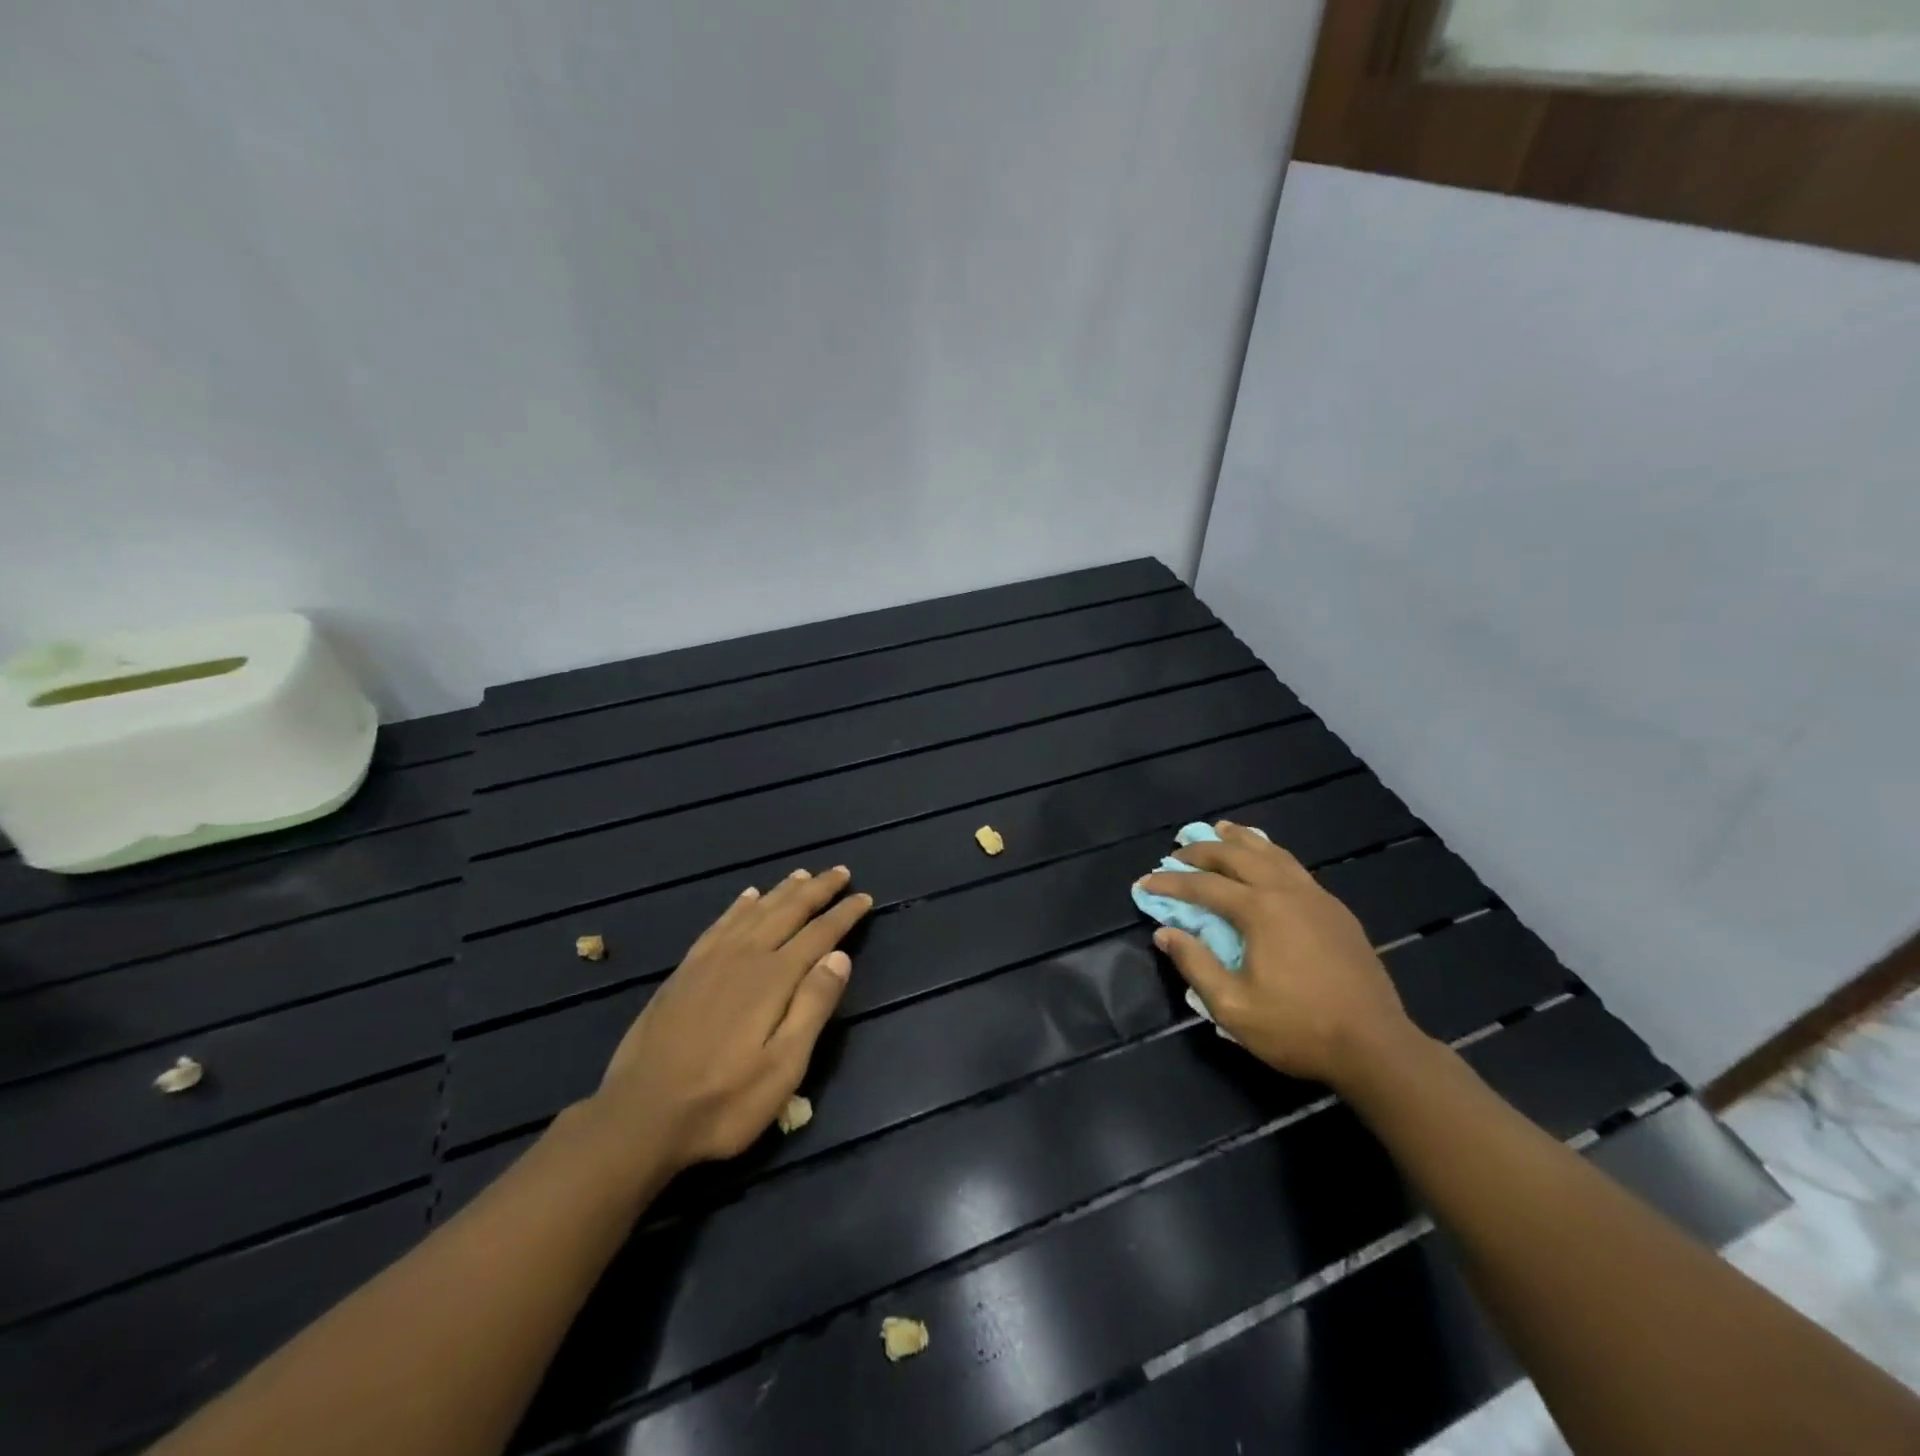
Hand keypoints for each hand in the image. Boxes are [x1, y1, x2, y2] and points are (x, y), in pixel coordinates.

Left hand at [593, 866, 871, 1171]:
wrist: (640, 1116)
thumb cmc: (723, 1101)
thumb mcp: (783, 1067)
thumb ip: (813, 1007)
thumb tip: (840, 957)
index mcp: (773, 978)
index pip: (819, 934)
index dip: (844, 914)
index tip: (864, 897)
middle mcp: (744, 957)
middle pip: (788, 911)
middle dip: (817, 890)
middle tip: (840, 871)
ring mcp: (710, 961)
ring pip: (755, 911)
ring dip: (782, 891)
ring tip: (802, 874)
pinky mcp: (685, 971)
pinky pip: (720, 924)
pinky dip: (739, 906)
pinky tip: (747, 897)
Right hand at [1138, 823, 1420, 1089]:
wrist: (1376, 1046)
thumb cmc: (1298, 1028)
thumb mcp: (1232, 1006)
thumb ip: (1195, 964)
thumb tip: (1165, 932)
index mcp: (1259, 911)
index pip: (1203, 886)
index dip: (1170, 882)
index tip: (1145, 881)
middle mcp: (1286, 892)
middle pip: (1237, 856)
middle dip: (1202, 850)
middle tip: (1178, 851)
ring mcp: (1316, 897)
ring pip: (1272, 853)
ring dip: (1241, 840)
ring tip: (1221, 829)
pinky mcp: (1336, 910)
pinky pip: (1295, 867)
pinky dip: (1270, 854)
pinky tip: (1266, 860)